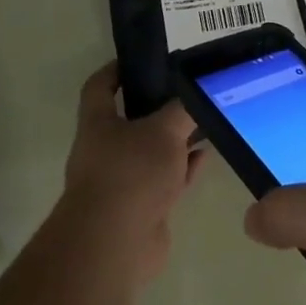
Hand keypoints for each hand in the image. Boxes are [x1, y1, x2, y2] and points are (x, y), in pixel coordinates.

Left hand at [62, 62, 201, 283]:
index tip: (141, 59)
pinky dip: (184, 168)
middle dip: (158, 106)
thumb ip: (183, 109)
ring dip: (176, 140)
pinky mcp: (142, 209)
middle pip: (131, 120)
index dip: (116, 70)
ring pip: (152, 152)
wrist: (115, 244)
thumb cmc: (131, 173)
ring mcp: (123, 182)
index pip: (100, 86)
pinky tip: (206, 156)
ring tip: (207, 121)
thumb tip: (199, 94)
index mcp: (98, 123)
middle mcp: (105, 150)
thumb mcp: (163, 130)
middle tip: (189, 90)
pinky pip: (166, 180)